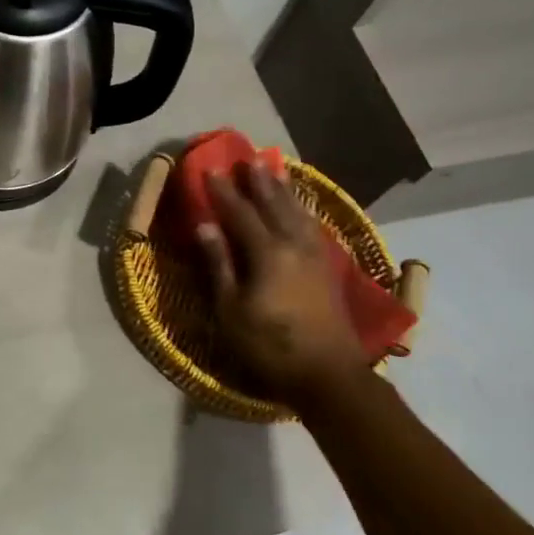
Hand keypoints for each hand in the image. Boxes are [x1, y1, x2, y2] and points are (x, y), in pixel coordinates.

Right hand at [196, 161, 366, 408]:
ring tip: (276, 169)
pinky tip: (300, 209)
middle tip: (249, 157)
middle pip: (274, 205)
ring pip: (297, 212)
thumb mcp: (231, 309)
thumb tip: (205, 225)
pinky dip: (302, 210)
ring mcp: (315, 256)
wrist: (328, 376)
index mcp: (267, 253)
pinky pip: (312, 227)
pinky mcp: (327, 269)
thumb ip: (218, 264)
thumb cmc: (270, 346)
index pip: (240, 213)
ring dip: (284, 190)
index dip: (224, 191)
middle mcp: (293, 245)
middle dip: (259, 181)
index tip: (211, 169)